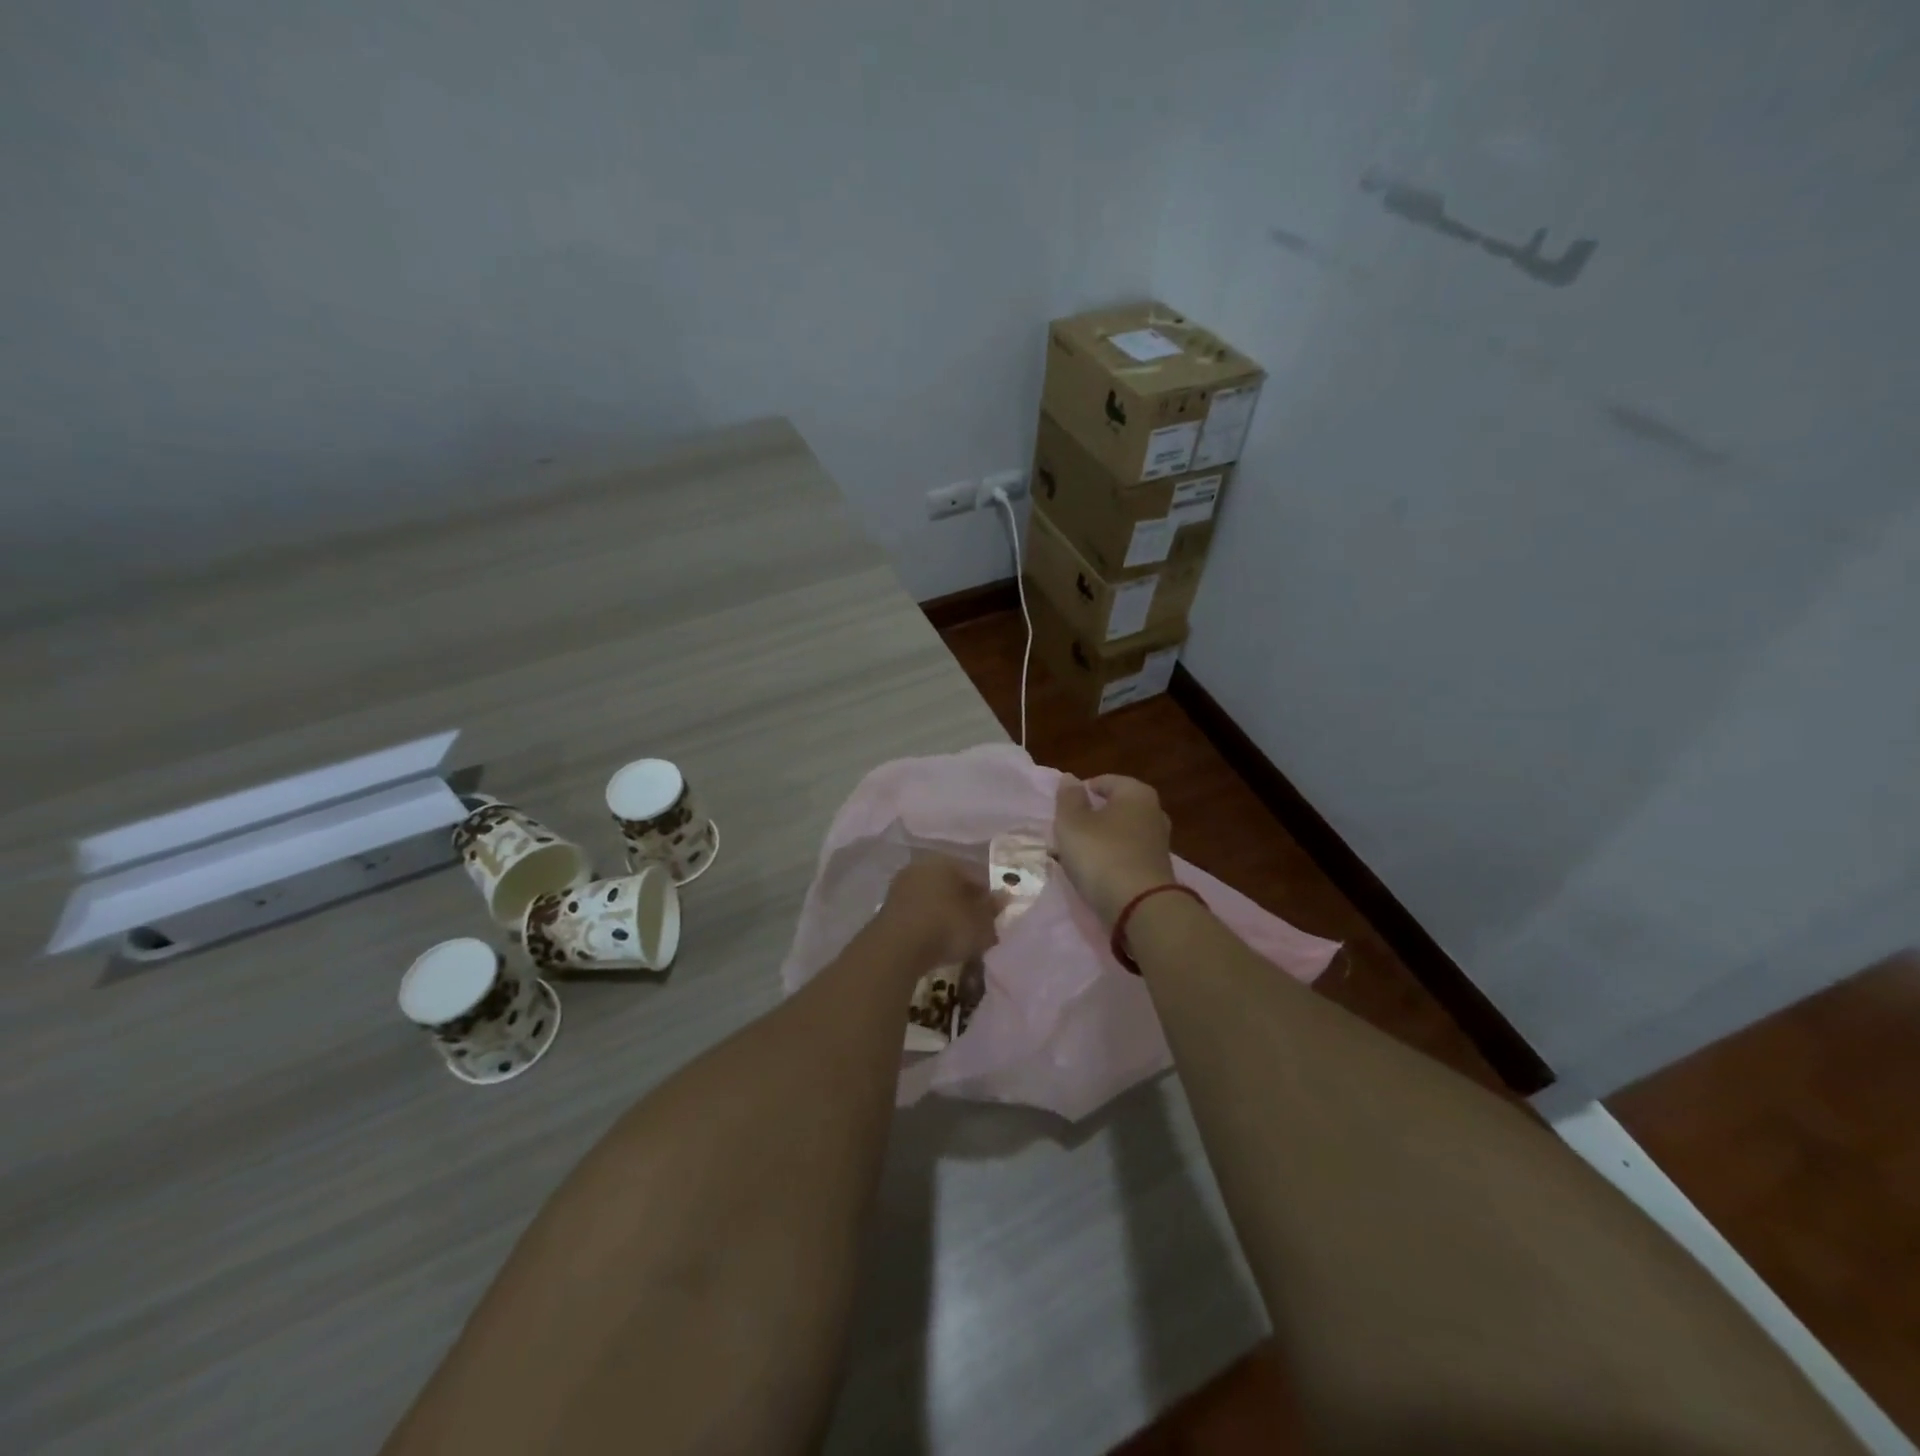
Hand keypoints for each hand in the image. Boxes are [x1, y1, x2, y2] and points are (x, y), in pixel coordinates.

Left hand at [874, 857, 1002, 970]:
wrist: (896, 948)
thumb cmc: (946, 927)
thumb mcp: (980, 923)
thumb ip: (992, 909)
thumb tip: (1002, 898)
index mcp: (947, 860)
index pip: (976, 874)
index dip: (990, 896)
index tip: (997, 916)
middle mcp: (922, 866)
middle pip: (953, 885)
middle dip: (967, 904)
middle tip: (979, 928)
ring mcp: (902, 886)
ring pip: (935, 898)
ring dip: (947, 914)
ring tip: (959, 938)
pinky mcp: (889, 908)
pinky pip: (919, 913)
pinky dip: (930, 924)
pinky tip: (937, 942)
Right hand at [1053, 775, 1176, 927]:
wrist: (1140, 908)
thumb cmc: (1102, 855)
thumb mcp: (1073, 823)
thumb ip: (1069, 798)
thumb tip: (1071, 778)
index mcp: (1136, 793)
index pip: (1104, 782)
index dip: (1080, 793)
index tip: (1061, 812)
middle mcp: (1153, 812)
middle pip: (1112, 809)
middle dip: (1088, 819)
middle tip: (1063, 835)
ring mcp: (1158, 843)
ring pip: (1117, 834)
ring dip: (1095, 842)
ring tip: (1071, 857)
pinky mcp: (1156, 870)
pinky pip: (1124, 857)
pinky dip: (1108, 861)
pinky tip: (1091, 874)